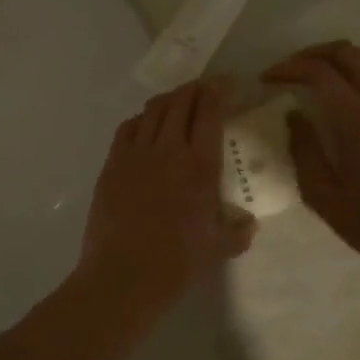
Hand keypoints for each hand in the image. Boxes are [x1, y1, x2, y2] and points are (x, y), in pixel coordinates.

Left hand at [76, 78, 256, 311]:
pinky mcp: (111, 165)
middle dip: (195, 88)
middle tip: (204, 89)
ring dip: (168, 100)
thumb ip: (238, 232)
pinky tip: (145, 126)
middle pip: (180, 102)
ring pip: (152, 110)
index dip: (218, 90)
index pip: (210, 112)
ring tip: (177, 102)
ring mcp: (135, 155)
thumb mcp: (219, 250)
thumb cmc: (176, 264)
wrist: (123, 275)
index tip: (226, 84)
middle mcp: (168, 150)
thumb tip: (248, 224)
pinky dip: (140, 120)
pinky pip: (127, 129)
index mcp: (200, 166)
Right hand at [263, 42, 359, 275]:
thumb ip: (303, 149)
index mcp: (355, 119)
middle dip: (310, 55)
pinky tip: (359, 84)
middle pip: (345, 53)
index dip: (288, 68)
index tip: (266, 80)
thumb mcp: (321, 194)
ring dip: (341, 56)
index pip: (318, 72)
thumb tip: (294, 116)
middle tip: (287, 72)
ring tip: (319, 73)